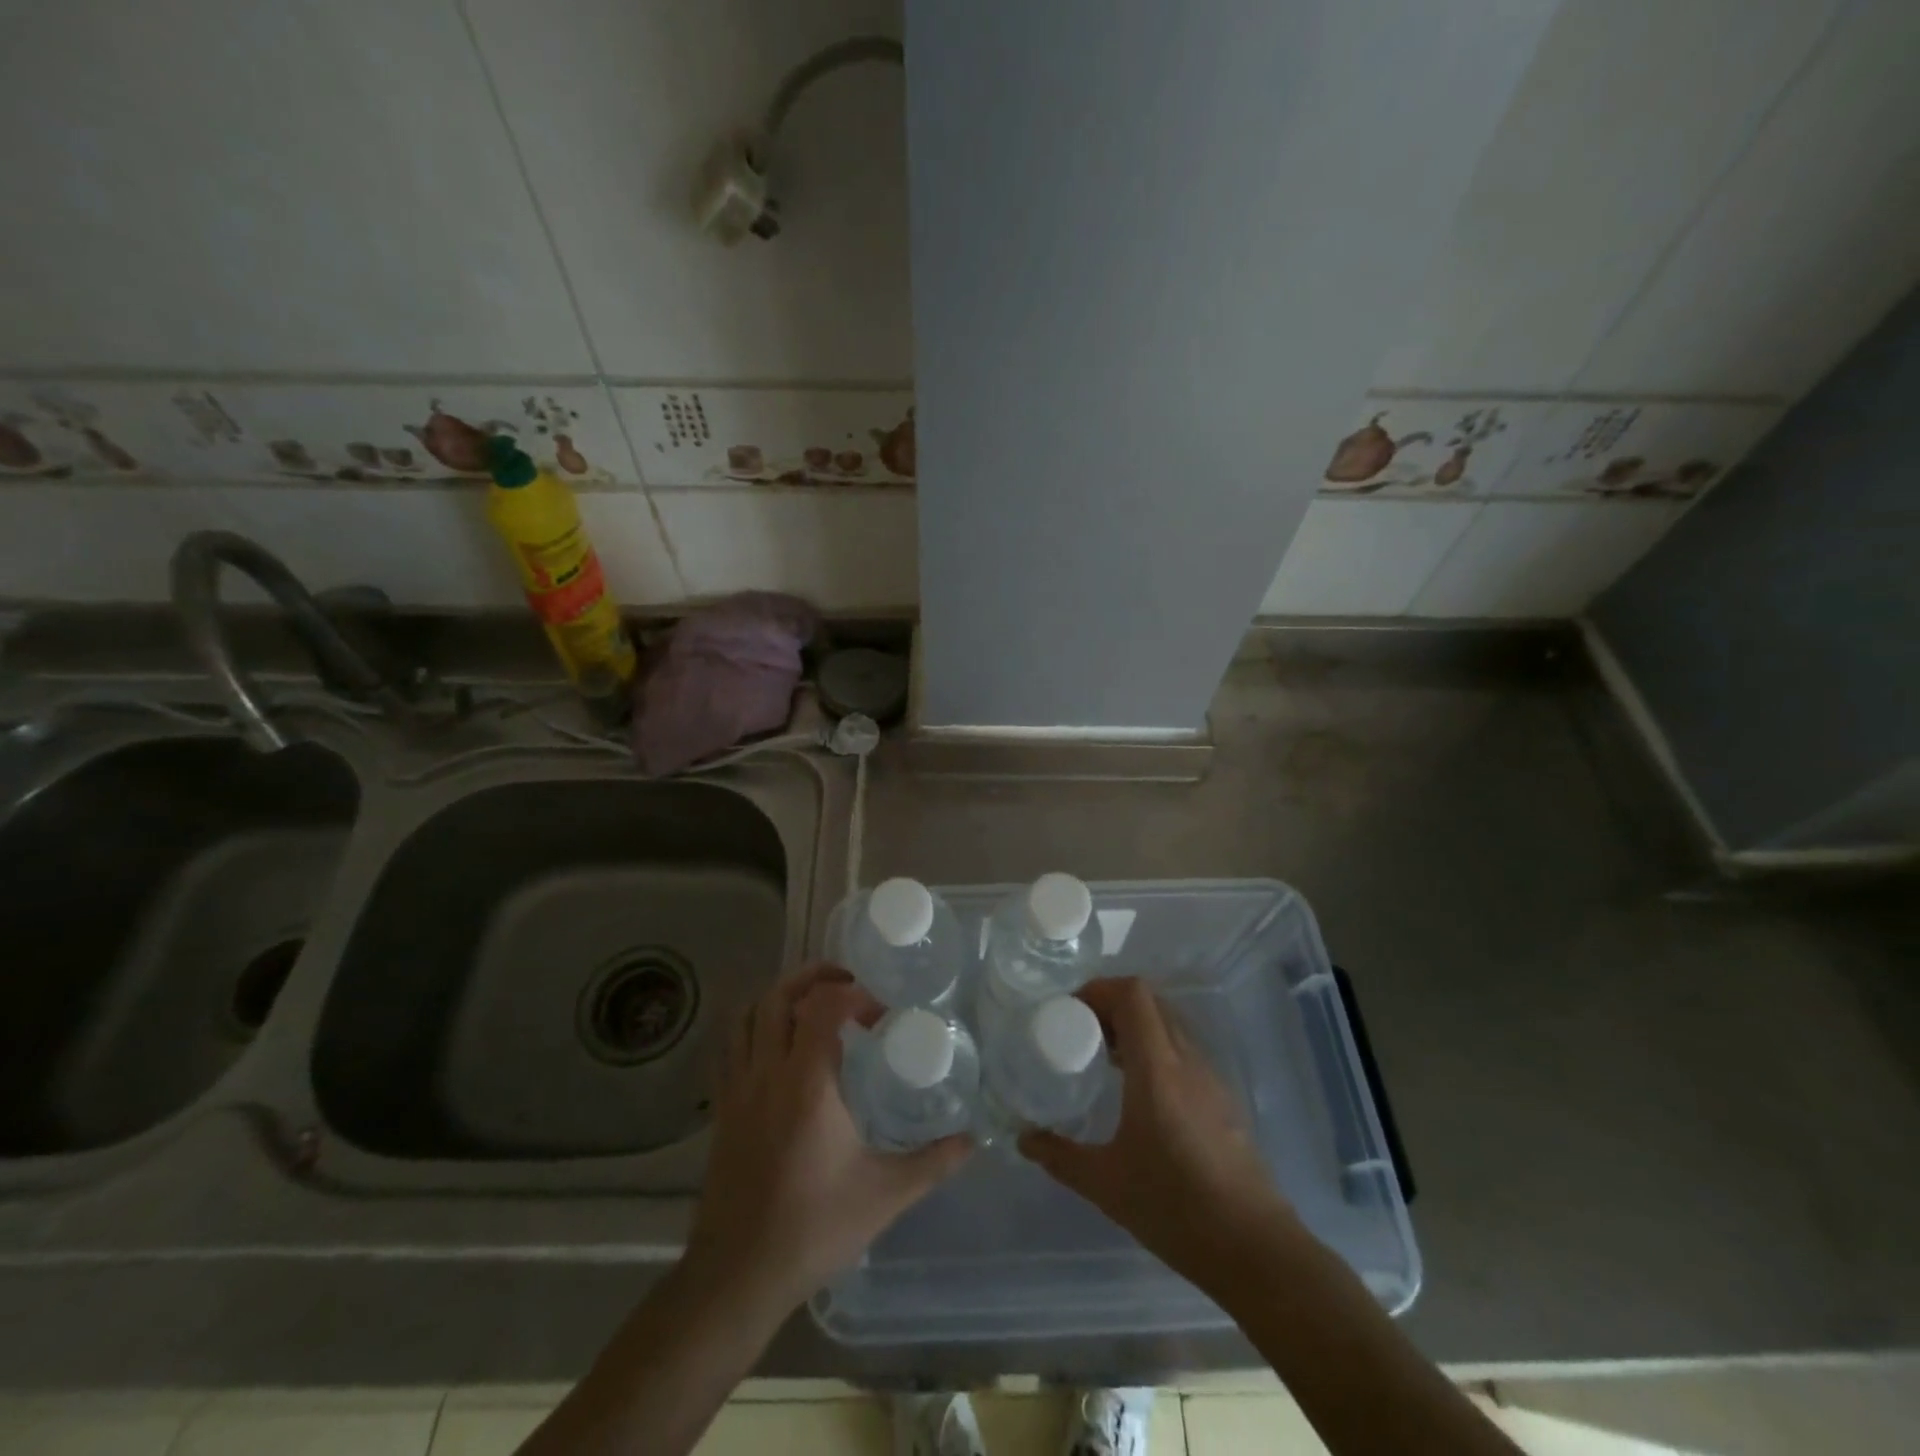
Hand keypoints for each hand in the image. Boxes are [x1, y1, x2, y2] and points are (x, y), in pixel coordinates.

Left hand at [683, 963, 971, 1320]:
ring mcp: (738, 1090)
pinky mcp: (723, 1110)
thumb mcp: (885, 1195)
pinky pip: (732, 1047)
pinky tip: (777, 1046)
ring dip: (779, 997)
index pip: (822, 1005)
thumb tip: (973, 1140)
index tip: (880, 1013)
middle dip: (813, 977)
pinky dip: (754, 1027)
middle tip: (846, 981)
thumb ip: (933, 1162)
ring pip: (748, 1016)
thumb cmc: (813, 1228)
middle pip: (777, 996)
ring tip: (811, 1004)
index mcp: (807, 1082)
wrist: (738, 1276)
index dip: (853, 993)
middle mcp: (767, 1073)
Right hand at [1020, 977, 1295, 1287]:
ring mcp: (1210, 1076)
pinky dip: (1155, 1048)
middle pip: (1150, 1001)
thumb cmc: (1176, 1208)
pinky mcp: (1222, 1097)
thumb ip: (1060, 1156)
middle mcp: (1186, 1059)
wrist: (1255, 1249)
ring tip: (1104, 1057)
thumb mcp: (1106, 1184)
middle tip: (1081, 1031)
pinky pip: (1183, 1049)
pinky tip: (1137, 1089)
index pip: (1133, 994)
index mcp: (1157, 1067)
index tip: (1070, 1012)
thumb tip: (1024, 1140)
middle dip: (1112, 1004)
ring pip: (1169, 1023)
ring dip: (1135, 1025)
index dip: (1099, 989)